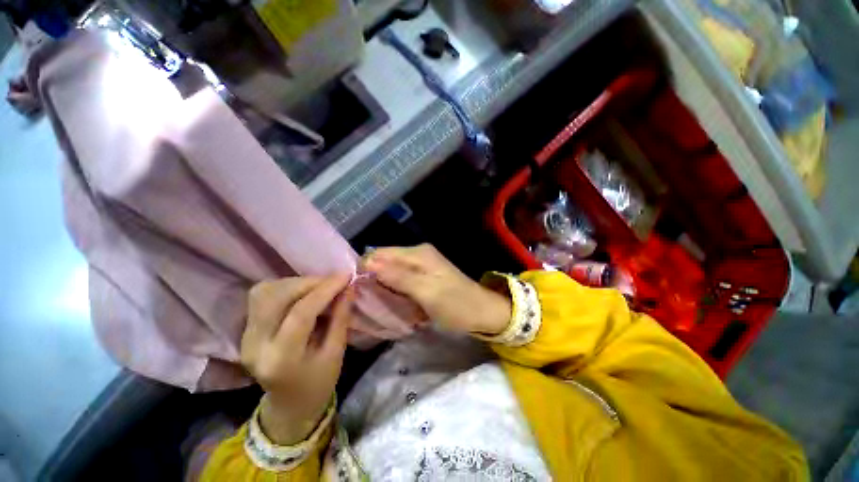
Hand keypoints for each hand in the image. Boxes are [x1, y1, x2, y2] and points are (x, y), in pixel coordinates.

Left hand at [241, 275, 352, 444]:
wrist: (289, 404)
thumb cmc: (318, 383)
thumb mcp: (336, 354)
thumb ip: (341, 318)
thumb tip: (348, 288)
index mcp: (281, 359)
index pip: (300, 313)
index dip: (325, 290)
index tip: (346, 276)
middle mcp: (255, 345)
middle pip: (276, 297)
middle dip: (309, 282)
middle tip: (334, 281)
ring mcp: (246, 336)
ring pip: (265, 292)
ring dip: (297, 283)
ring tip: (320, 287)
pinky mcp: (246, 330)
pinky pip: (262, 296)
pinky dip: (286, 287)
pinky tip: (303, 293)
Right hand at [364, 244, 510, 335]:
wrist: (482, 312)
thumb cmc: (456, 304)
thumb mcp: (427, 292)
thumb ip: (399, 277)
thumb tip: (369, 263)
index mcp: (418, 253)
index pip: (380, 253)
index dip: (365, 268)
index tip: (354, 289)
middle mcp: (417, 254)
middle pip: (385, 261)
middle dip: (371, 277)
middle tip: (362, 299)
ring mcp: (421, 265)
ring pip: (391, 270)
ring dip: (381, 284)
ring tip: (371, 303)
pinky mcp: (423, 276)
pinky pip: (400, 278)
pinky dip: (392, 288)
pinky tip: (388, 301)